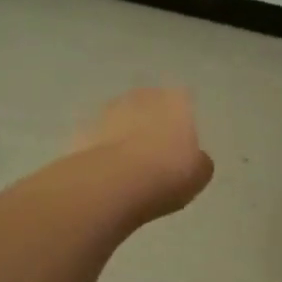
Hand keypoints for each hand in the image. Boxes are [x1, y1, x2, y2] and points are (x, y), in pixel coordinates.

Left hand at [72, 87, 213, 221]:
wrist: (113, 184)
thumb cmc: (167, 174)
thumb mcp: (199, 174)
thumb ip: (197, 160)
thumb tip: (192, 159)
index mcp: (175, 101)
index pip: (183, 98)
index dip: (182, 117)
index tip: (181, 139)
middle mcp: (141, 97)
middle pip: (148, 104)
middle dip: (150, 120)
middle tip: (154, 151)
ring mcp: (107, 111)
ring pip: (120, 118)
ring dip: (123, 133)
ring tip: (128, 165)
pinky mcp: (82, 130)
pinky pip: (97, 138)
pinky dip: (101, 149)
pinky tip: (106, 172)